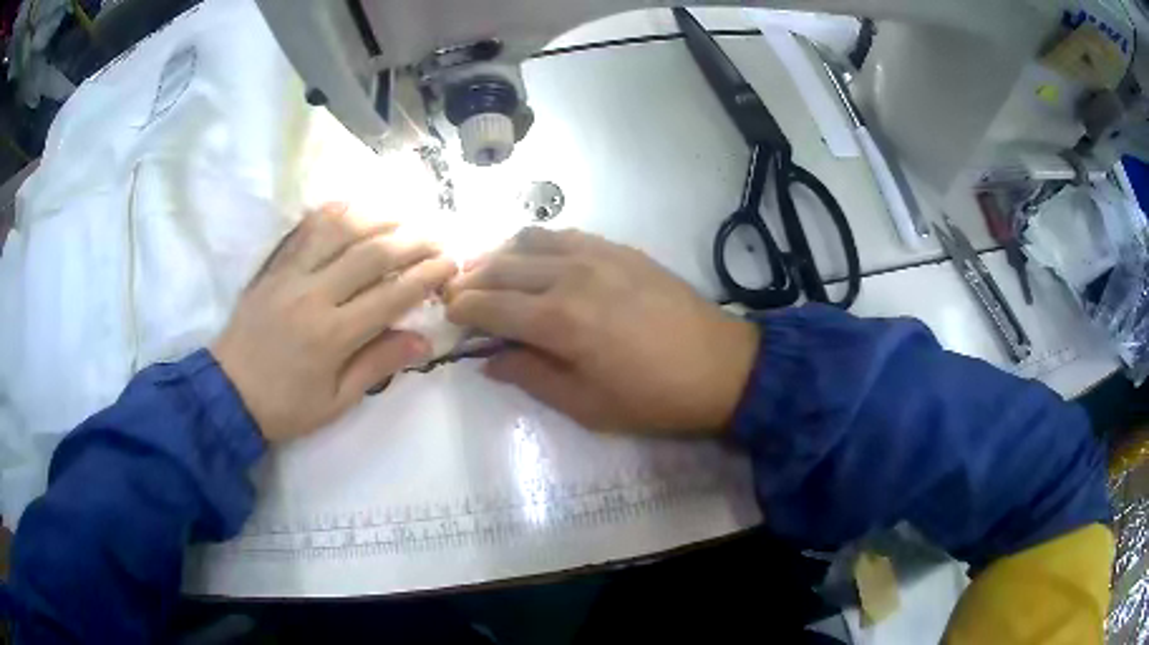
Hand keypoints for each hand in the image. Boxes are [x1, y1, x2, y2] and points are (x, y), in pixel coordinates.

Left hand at [212, 203, 456, 442]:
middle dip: (413, 241)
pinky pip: (305, 230)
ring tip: (402, 217)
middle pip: (372, 253)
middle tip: (437, 237)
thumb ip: (377, 366)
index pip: (391, 294)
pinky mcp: (274, 267)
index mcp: (333, 335)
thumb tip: (423, 341)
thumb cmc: (285, 406)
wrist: (227, 393)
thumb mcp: (336, 401)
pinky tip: (352, 207)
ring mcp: (291, 275)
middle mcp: (314, 295)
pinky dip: (332, 212)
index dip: (426, 276)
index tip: (450, 264)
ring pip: (340, 230)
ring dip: (377, 218)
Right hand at [446, 228, 758, 434]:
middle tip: (457, 292)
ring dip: (501, 254)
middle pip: (503, 266)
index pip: (490, 304)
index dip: (462, 307)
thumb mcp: (586, 405)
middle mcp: (571, 275)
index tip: (448, 313)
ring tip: (489, 271)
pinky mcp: (620, 249)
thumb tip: (488, 360)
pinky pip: (566, 234)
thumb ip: (530, 376)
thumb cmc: (653, 397)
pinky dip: (538, 243)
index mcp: (558, 320)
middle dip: (472, 277)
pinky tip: (536, 259)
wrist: (722, 367)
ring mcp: (598, 255)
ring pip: (531, 241)